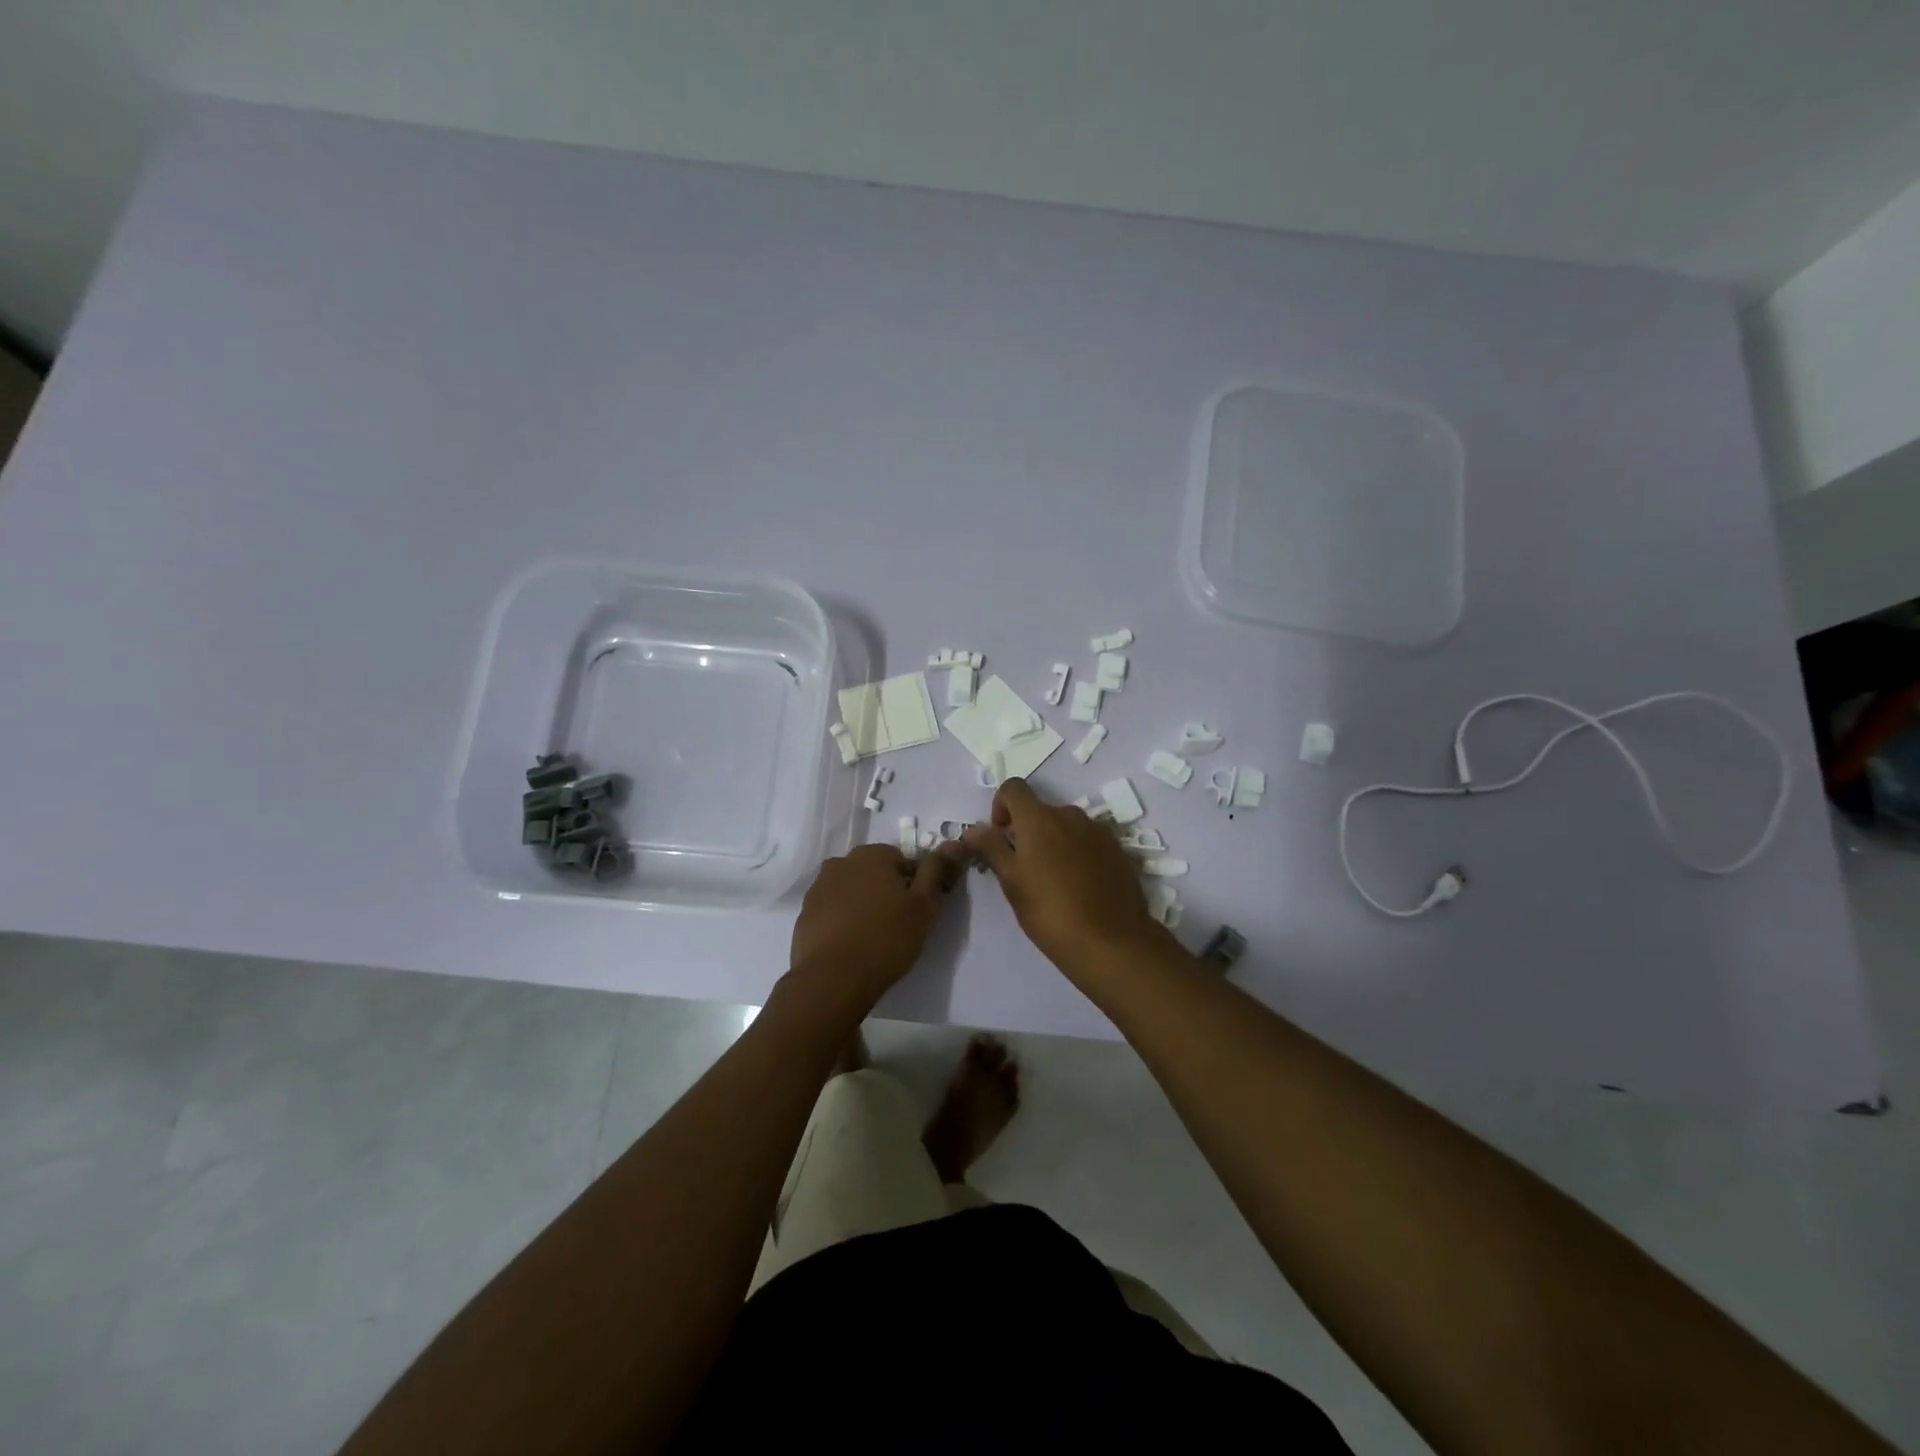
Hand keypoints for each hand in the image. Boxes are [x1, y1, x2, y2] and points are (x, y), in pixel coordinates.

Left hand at [787, 842, 962, 1010]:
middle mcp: (841, 862)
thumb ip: (937, 870)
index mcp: (871, 854)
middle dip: (886, 892)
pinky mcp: (804, 914)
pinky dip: (843, 921)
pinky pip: (832, 911)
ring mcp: (818, 888)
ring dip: (863, 905)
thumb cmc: (886, 938)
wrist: (832, 979)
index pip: (902, 861)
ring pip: (851, 891)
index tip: (917, 911)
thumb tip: (953, 843)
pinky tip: (851, 945)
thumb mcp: (924, 905)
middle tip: (898, 925)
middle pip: (873, 873)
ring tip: (873, 938)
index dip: (914, 885)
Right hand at [962, 779, 1166, 979]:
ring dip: (1054, 842)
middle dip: (1028, 830)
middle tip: (1024, 868)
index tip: (1001, 837)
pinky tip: (1080, 887)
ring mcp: (1098, 831)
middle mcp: (1071, 815)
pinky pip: (1089, 841)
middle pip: (1041, 809)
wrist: (1111, 942)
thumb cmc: (1050, 912)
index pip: (1013, 788)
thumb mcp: (1012, 882)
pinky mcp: (1118, 850)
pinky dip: (1078, 853)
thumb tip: (973, 829)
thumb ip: (991, 848)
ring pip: (1066, 826)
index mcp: (1040, 818)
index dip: (1001, 806)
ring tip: (1054, 881)